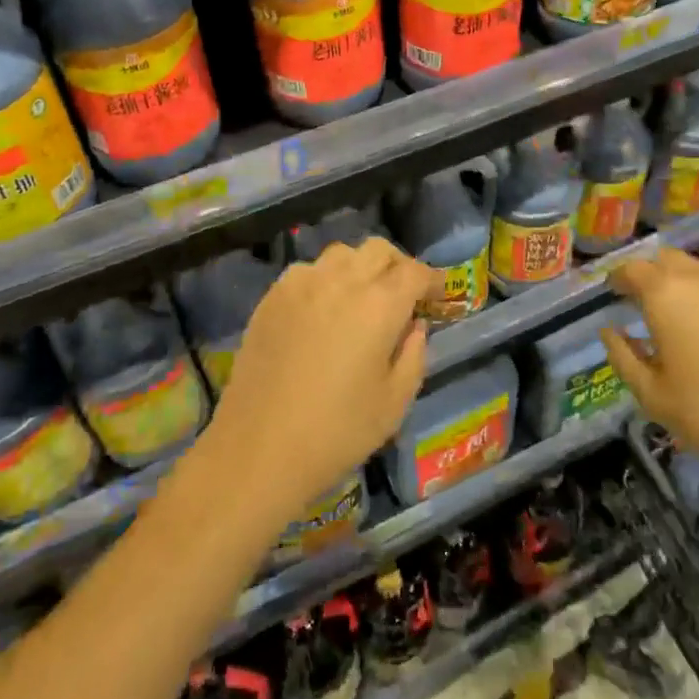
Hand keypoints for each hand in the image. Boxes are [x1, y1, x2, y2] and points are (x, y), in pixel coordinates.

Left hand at [203, 238, 440, 518]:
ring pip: (341, 254)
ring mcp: (302, 284)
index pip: (414, 272)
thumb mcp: (395, 402)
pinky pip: (307, 271)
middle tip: (403, 294)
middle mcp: (341, 281)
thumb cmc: (337, 432)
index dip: (433, 279)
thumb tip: (414, 326)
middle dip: (398, 265)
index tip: (439, 294)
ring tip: (361, 298)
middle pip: (378, 250)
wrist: (259, 448)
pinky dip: (325, 279)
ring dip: (360, 267)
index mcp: (379, 305)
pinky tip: (322, 310)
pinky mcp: (272, 297)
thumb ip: (414, 355)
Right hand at [599, 248, 698, 493]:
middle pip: (669, 259)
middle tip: (648, 302)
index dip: (619, 279)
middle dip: (653, 274)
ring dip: (688, 285)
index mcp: (666, 295)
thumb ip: (622, 356)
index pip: (632, 268)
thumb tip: (610, 331)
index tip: (615, 294)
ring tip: (688, 317)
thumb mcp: (651, 395)